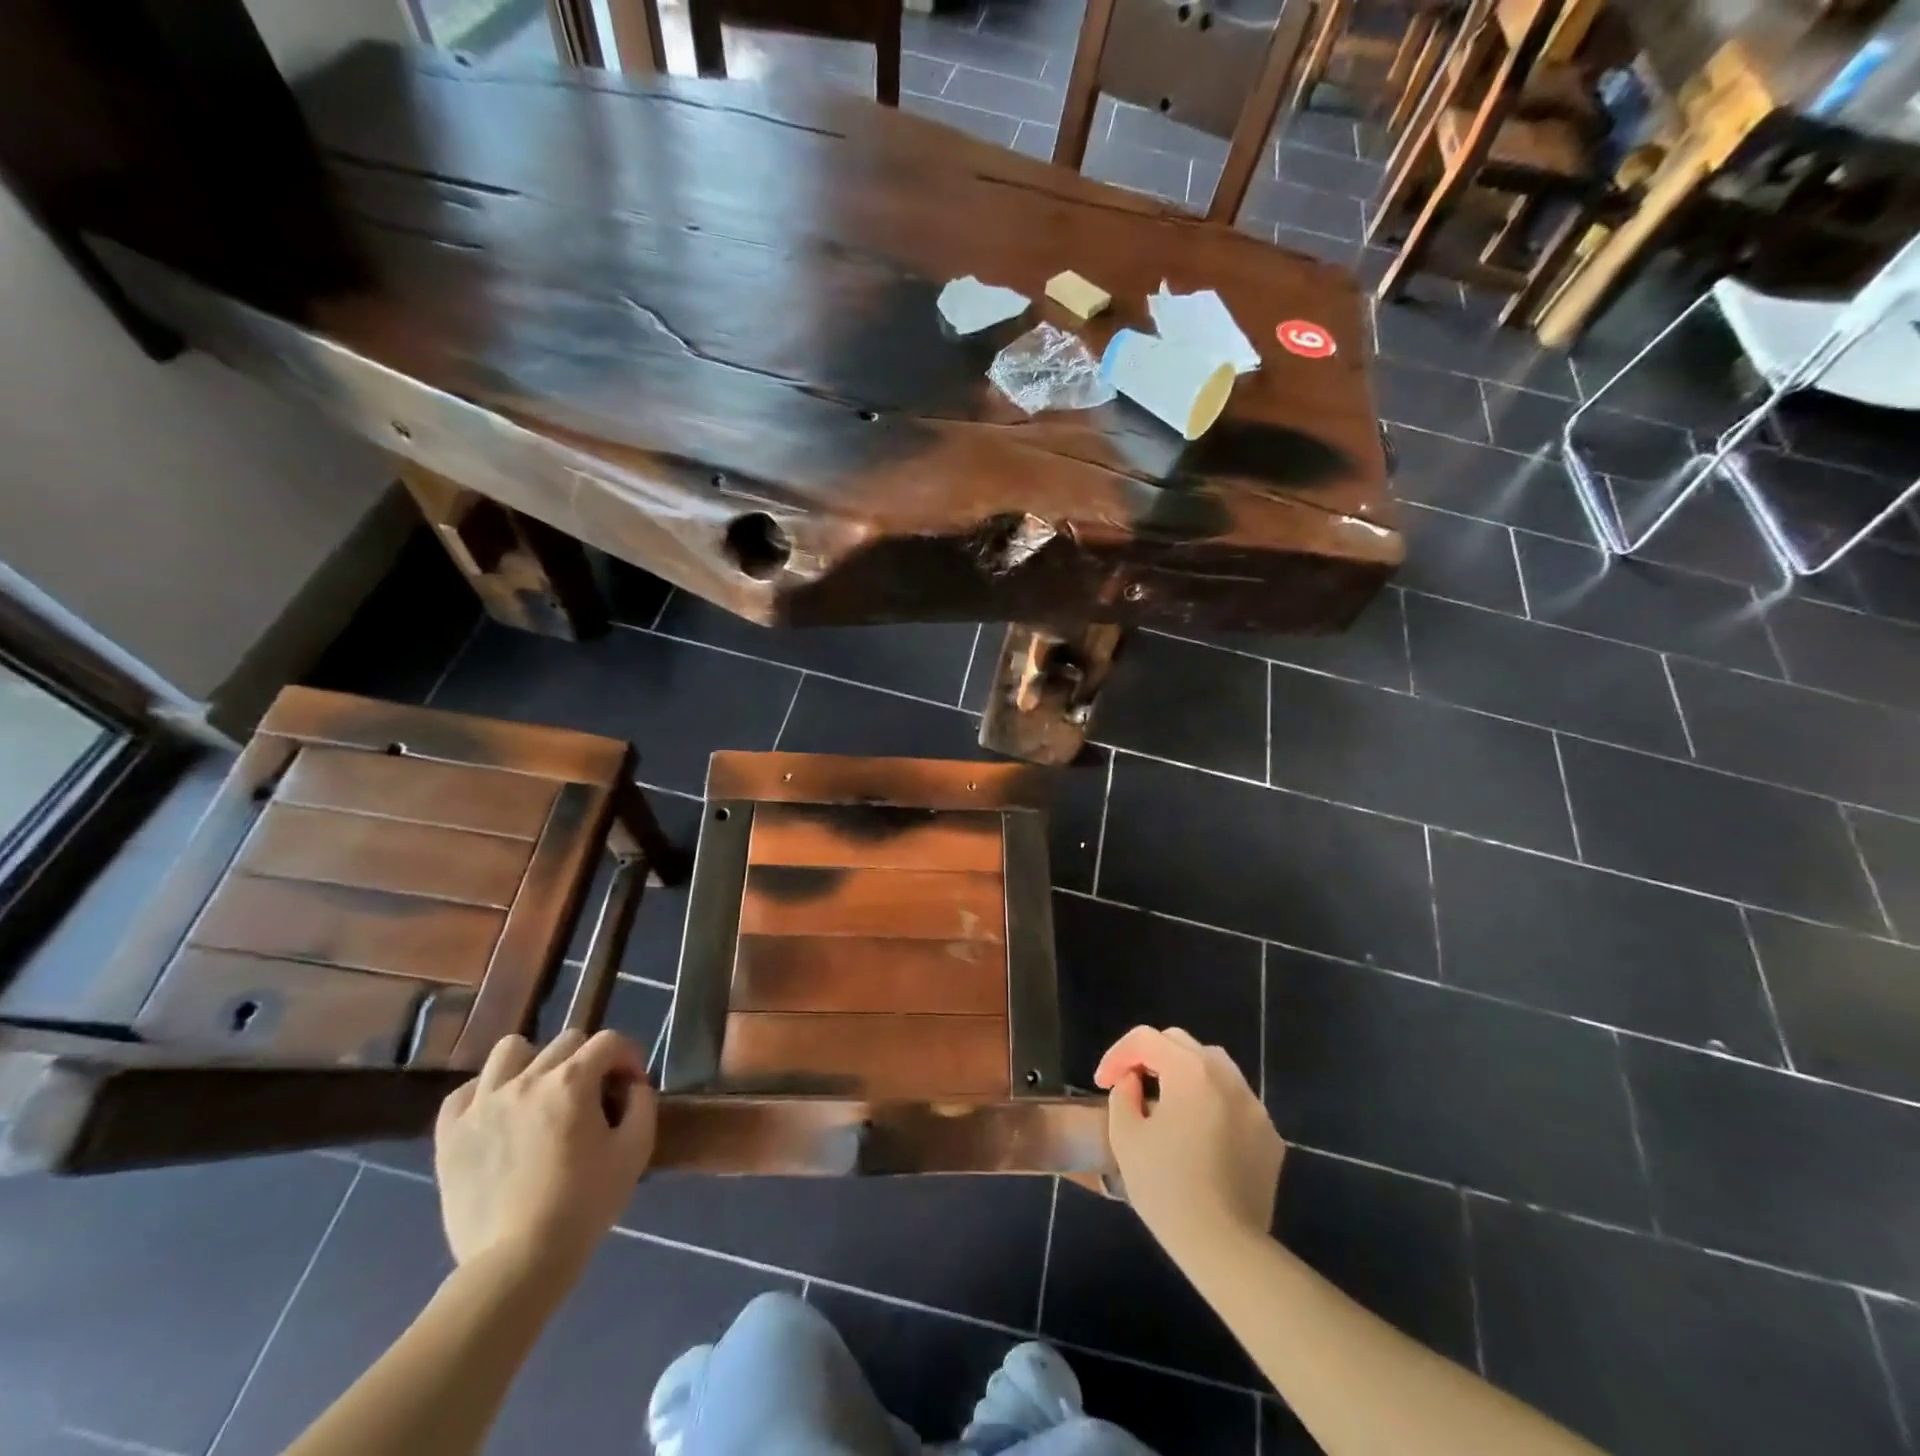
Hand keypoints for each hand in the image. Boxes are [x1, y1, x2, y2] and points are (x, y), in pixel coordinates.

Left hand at [434, 1030, 657, 1276]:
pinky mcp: (450, 1134)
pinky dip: (485, 1095)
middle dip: (588, 1061)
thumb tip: (632, 1085)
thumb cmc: (584, 1205)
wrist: (518, 1263)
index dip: (628, 1057)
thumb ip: (642, 1104)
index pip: (609, 1041)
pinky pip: (465, 1093)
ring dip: (533, 1064)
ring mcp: (483, 1104)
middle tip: (592, 1097)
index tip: (631, 1086)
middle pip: (565, 1042)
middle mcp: (526, 1080)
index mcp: (572, 1082)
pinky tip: (499, 1116)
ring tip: (540, 1095)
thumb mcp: (635, 1151)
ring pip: (510, 1051)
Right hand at [1094, 1026, 1284, 1260]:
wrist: (1225, 1248)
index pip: (1146, 1039)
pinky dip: (1211, 1102)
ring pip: (1213, 1067)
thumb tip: (1134, 1082)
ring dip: (1183, 1074)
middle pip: (1181, 1044)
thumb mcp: (1126, 1136)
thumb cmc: (1167, 1188)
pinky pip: (1234, 1101)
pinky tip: (1198, 1134)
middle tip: (1131, 1084)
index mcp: (1190, 1071)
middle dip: (1150, 1056)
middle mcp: (1227, 1077)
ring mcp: (1254, 1106)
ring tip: (1166, 1103)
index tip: (1102, 1083)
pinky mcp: (1269, 1136)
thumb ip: (1123, 1094)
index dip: (1117, 1054)